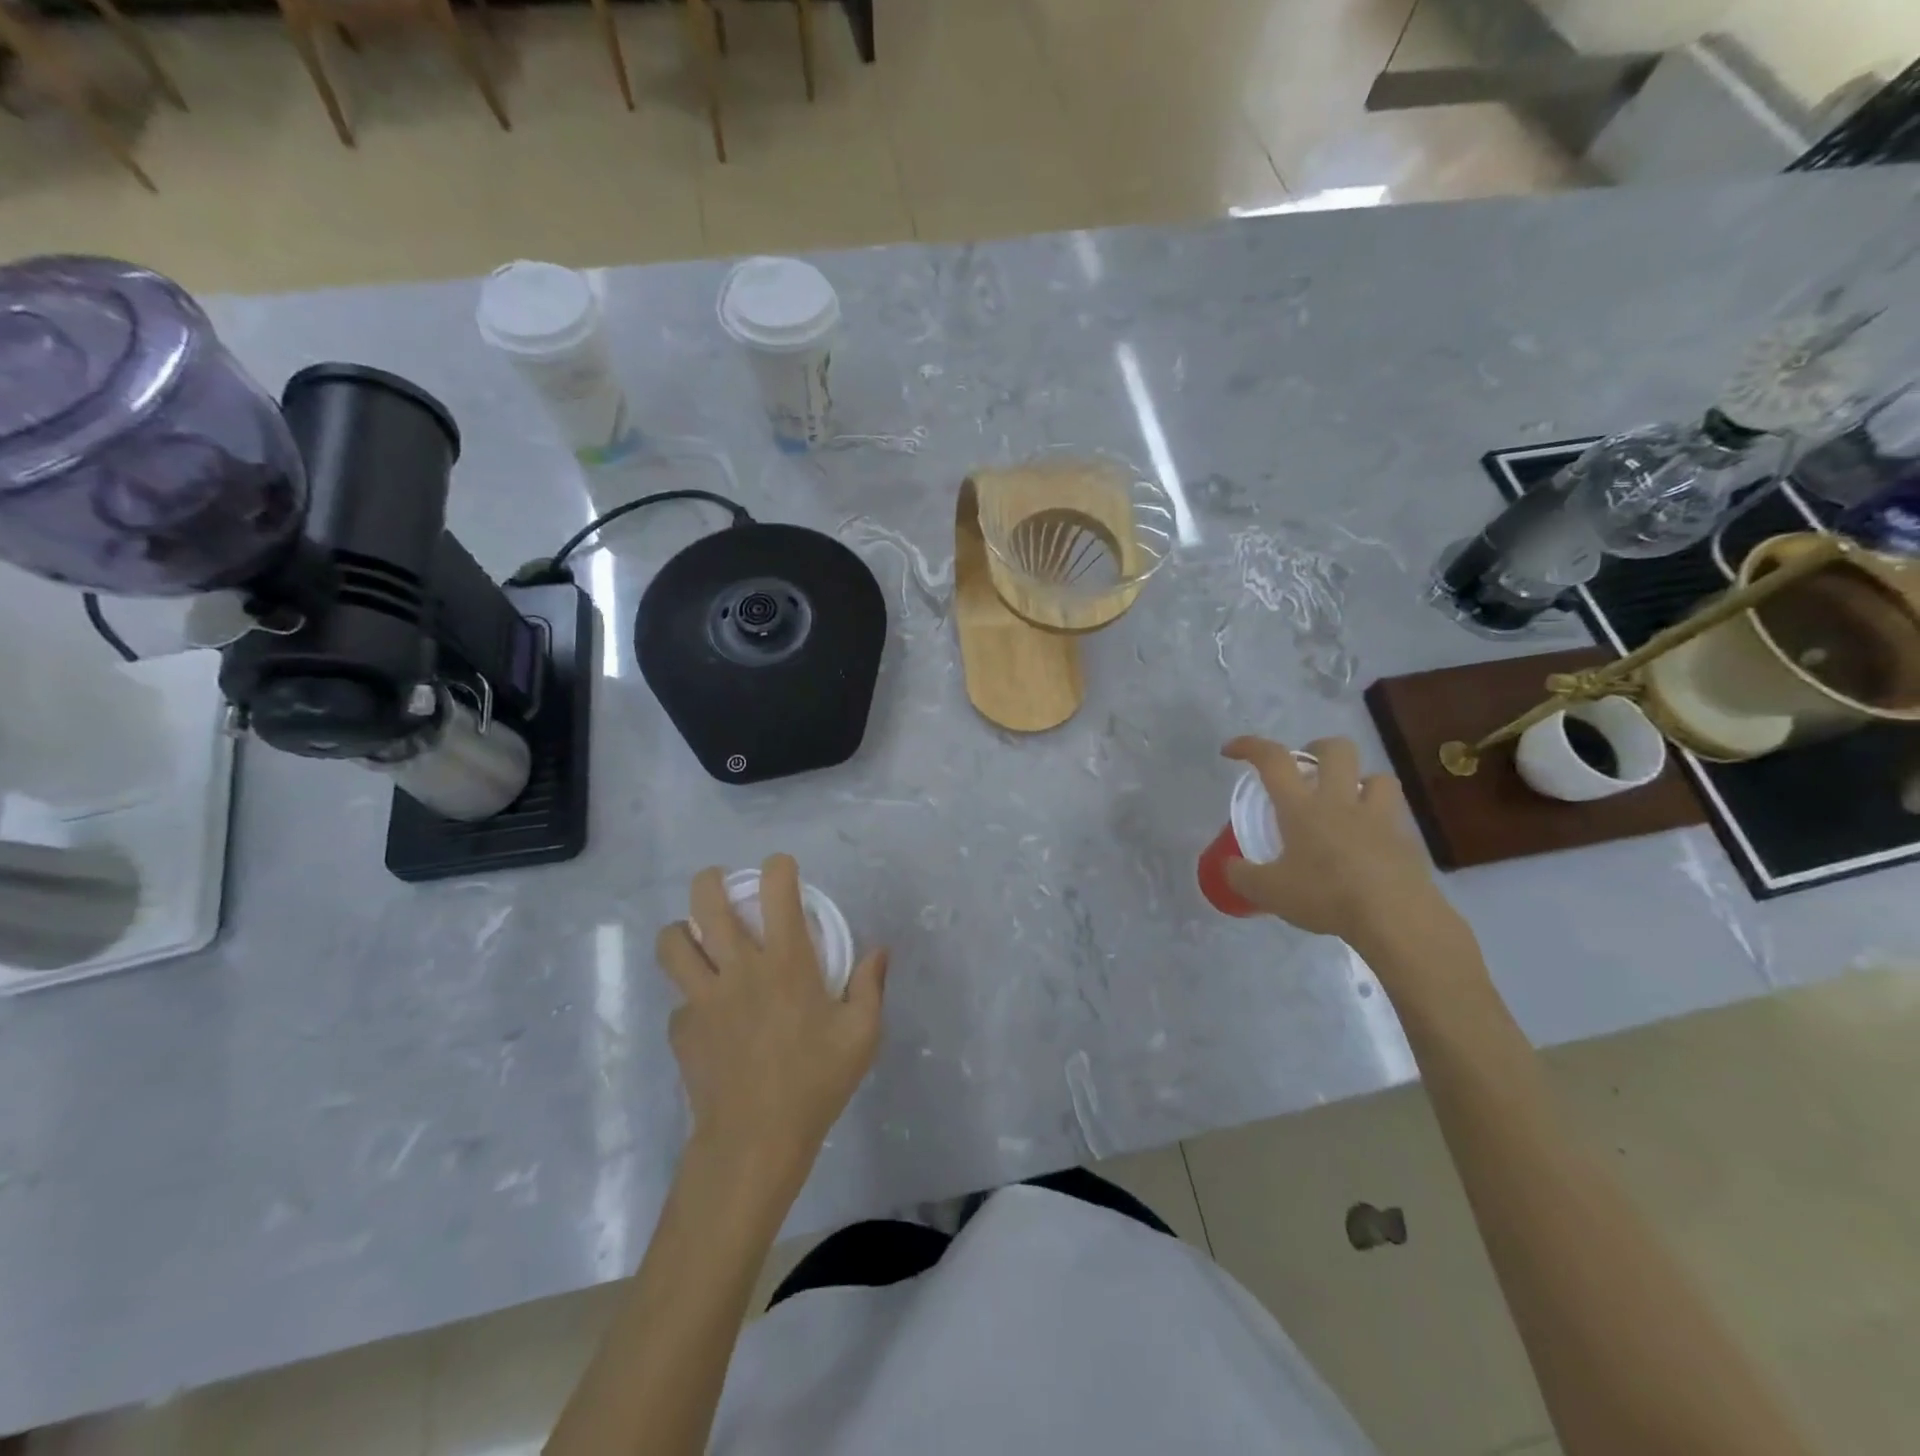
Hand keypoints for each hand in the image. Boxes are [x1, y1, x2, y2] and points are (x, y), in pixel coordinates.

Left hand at [656, 856, 887, 1186]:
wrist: (754, 1141)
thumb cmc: (815, 1082)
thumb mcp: (862, 1035)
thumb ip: (871, 985)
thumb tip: (880, 949)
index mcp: (786, 962)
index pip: (777, 890)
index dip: (779, 867)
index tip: (783, 870)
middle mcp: (738, 968)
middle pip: (705, 902)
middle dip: (709, 881)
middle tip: (720, 885)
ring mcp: (702, 998)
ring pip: (671, 943)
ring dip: (682, 932)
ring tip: (698, 940)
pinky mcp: (681, 1029)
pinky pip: (678, 999)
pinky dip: (692, 998)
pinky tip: (711, 1019)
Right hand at [1220, 736, 1462, 954]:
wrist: (1396, 919)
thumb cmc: (1326, 897)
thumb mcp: (1269, 893)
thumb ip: (1242, 876)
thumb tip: (1229, 867)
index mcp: (1302, 807)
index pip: (1273, 760)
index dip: (1250, 746)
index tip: (1231, 751)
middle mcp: (1341, 801)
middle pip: (1337, 750)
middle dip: (1318, 750)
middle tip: (1305, 771)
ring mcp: (1379, 817)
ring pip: (1377, 776)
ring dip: (1360, 781)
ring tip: (1347, 802)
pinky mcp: (1407, 840)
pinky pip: (1395, 815)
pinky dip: (1381, 819)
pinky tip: (1370, 841)